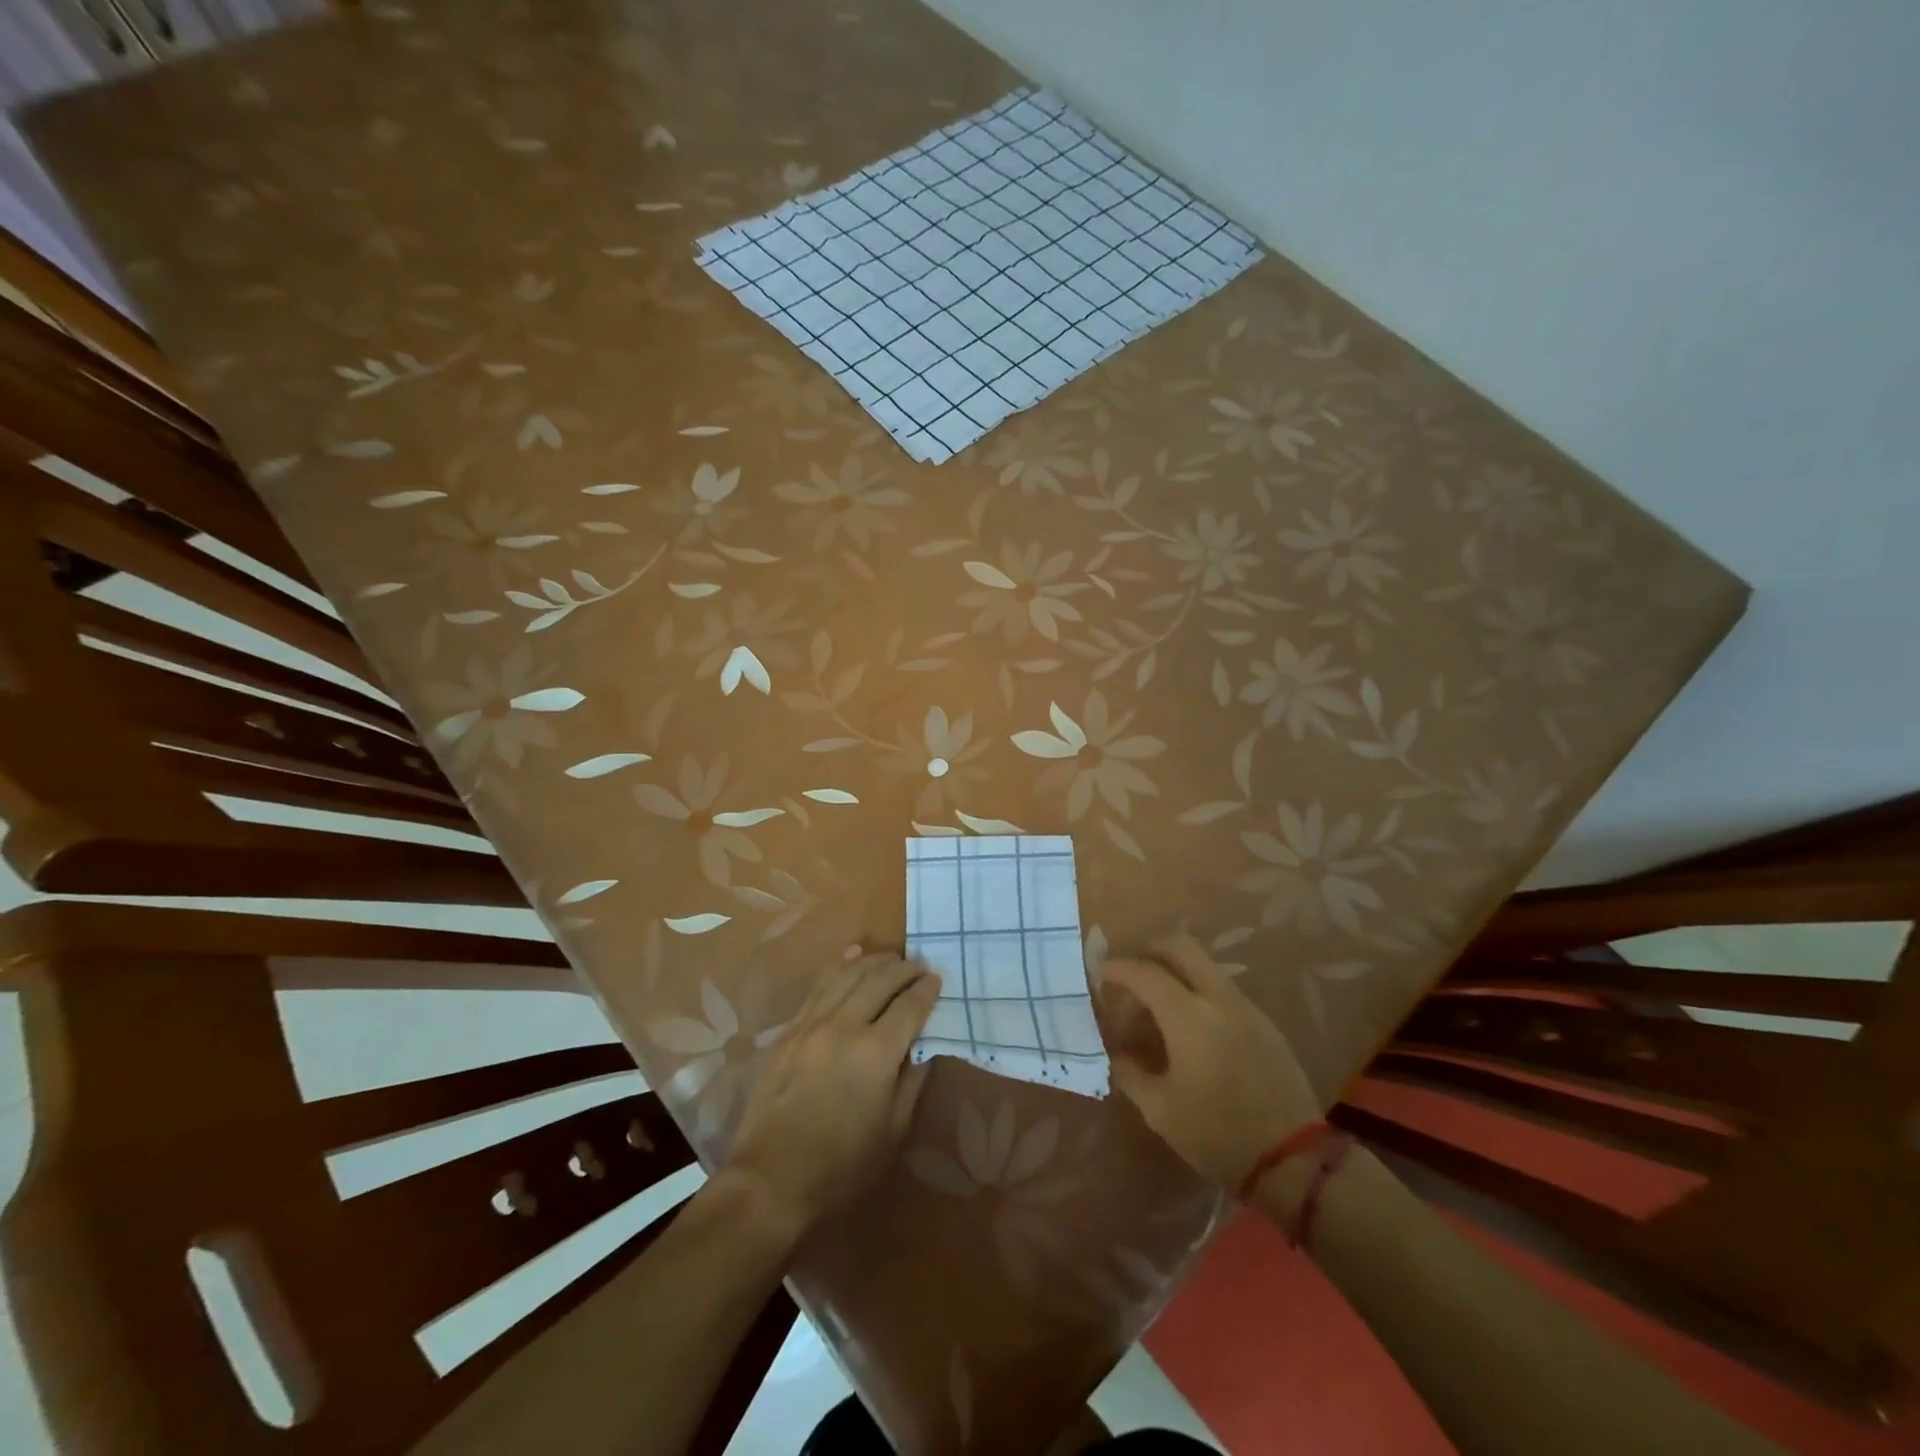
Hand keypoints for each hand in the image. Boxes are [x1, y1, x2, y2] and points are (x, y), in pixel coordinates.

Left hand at [725, 949, 939, 1238]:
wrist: (770, 1181)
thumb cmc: (841, 1167)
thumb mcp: (892, 1132)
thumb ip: (911, 1081)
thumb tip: (924, 1047)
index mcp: (876, 1053)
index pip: (909, 1006)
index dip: (927, 990)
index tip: (938, 979)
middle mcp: (845, 1025)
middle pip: (880, 980)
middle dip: (904, 969)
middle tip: (920, 966)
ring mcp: (812, 1023)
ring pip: (848, 974)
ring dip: (874, 961)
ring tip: (892, 958)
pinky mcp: (790, 1030)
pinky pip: (819, 985)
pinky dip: (840, 965)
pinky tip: (852, 954)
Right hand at [1098, 932, 1320, 1187]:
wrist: (1294, 1160)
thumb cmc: (1218, 1134)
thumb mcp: (1160, 1110)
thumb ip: (1130, 1073)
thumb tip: (1115, 1053)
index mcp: (1188, 1015)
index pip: (1144, 972)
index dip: (1117, 967)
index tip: (1100, 973)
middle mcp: (1218, 999)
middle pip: (1180, 947)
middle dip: (1149, 951)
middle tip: (1131, 975)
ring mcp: (1246, 1008)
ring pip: (1204, 967)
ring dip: (1176, 972)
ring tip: (1157, 1008)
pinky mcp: (1265, 1024)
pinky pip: (1222, 990)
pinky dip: (1198, 993)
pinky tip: (1190, 1030)